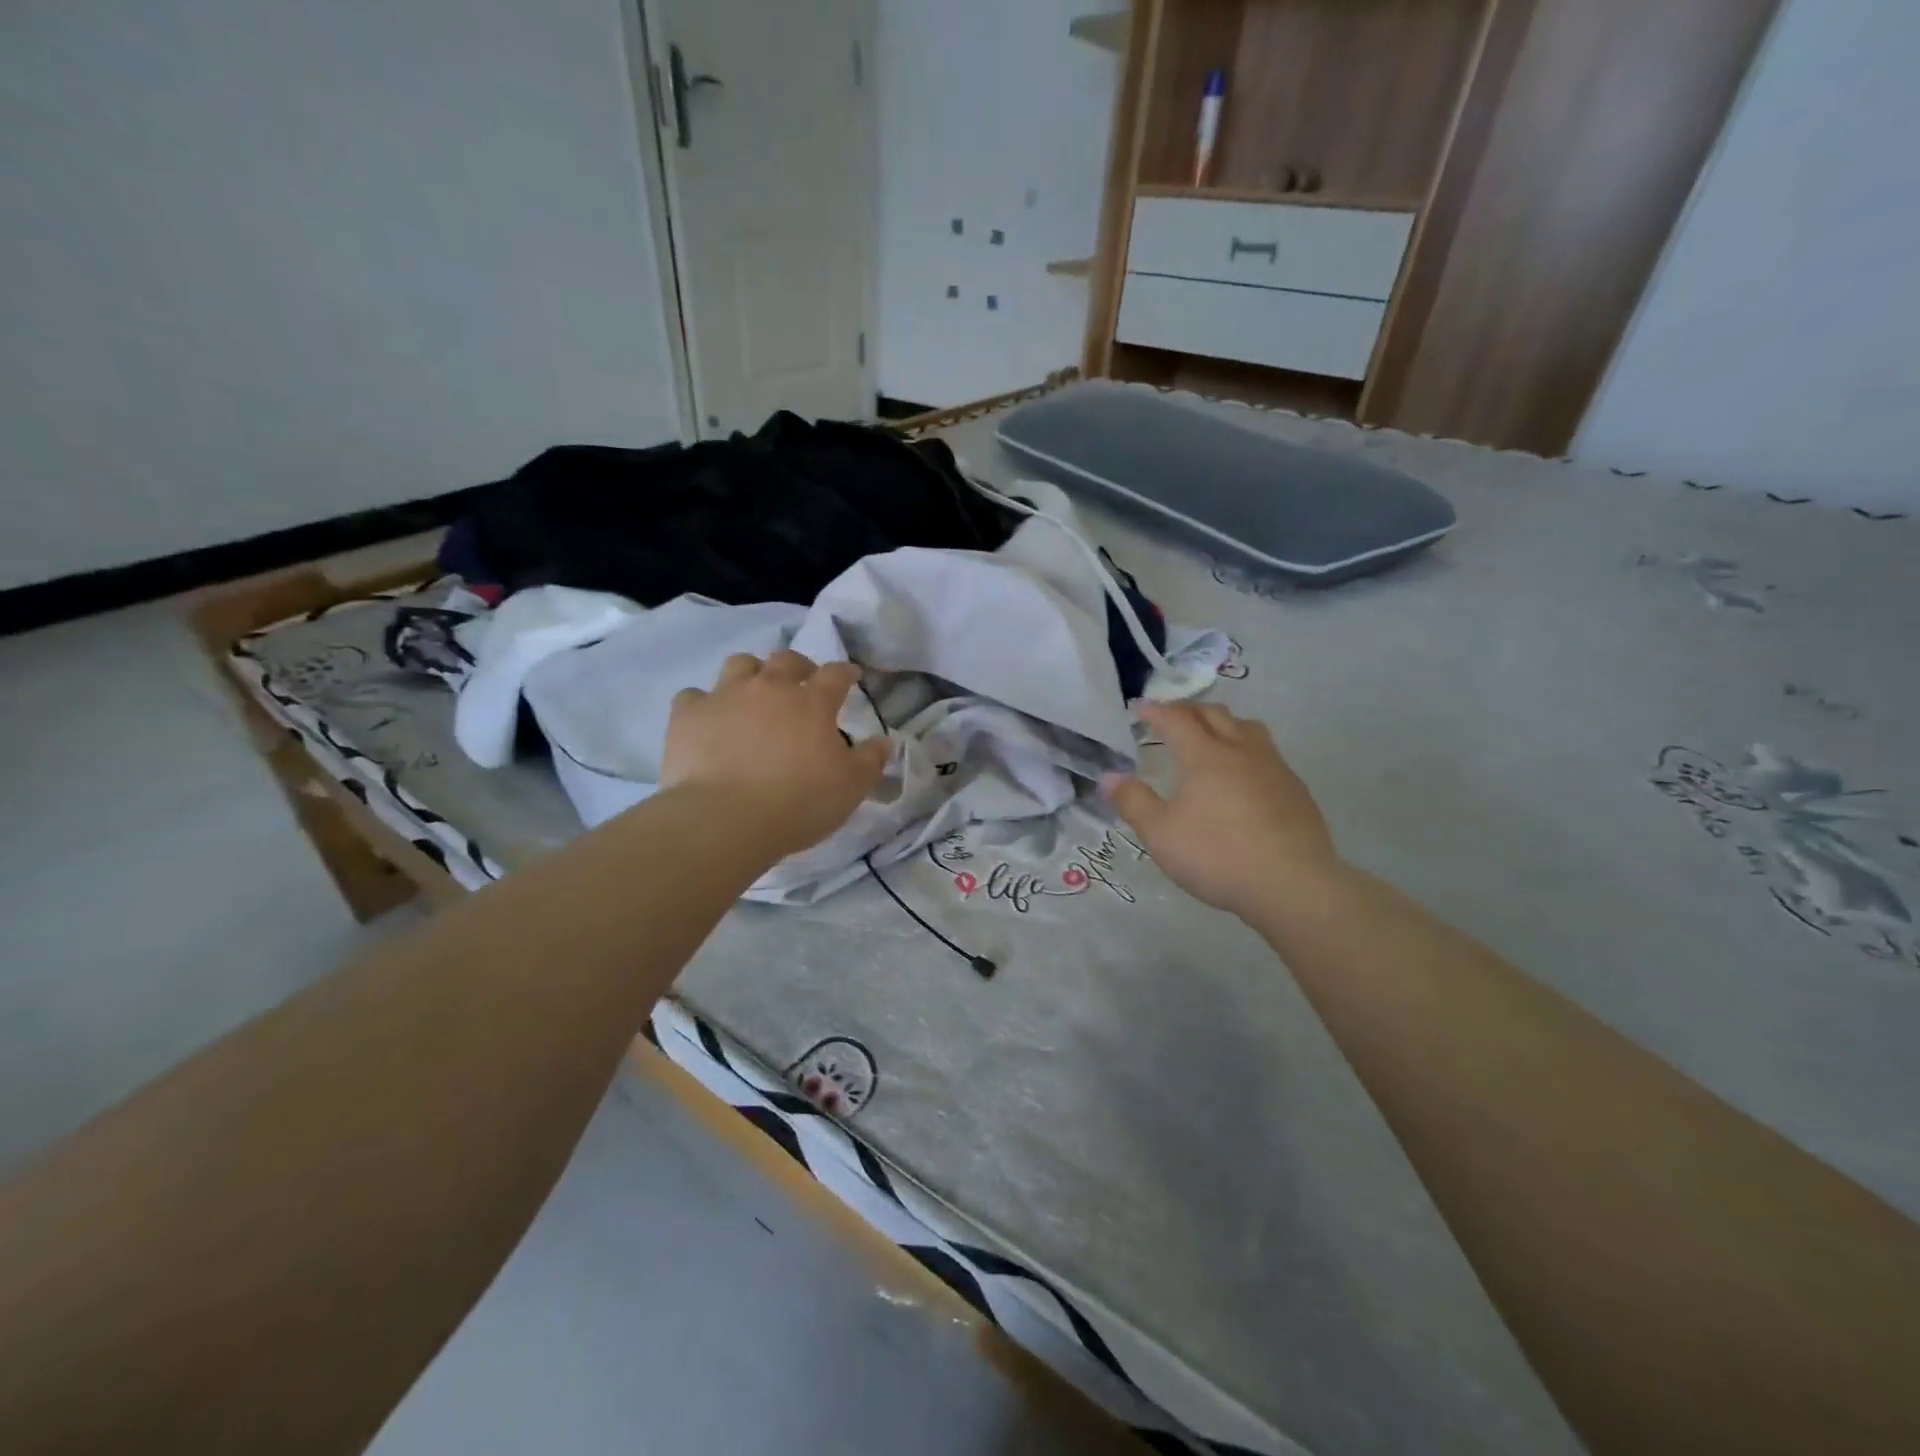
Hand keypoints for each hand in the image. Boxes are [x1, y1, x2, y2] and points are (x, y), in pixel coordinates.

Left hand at [662, 650, 889, 858]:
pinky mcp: (688, 715)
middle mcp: (769, 687)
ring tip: (754, 692)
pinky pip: (694, 696)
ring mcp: (725, 696)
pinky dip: (704, 704)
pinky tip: (709, 719)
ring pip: (739, 664)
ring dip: (751, 673)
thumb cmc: (799, 802)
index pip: (835, 674)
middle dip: (799, 666)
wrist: (725, 819)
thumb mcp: (851, 787)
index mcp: (812, 702)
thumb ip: (871, 760)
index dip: (845, 672)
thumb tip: (885, 741)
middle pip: (786, 660)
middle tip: (802, 681)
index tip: (850, 676)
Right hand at [1104, 701, 1338, 918]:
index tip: (1139, 709)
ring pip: (1248, 728)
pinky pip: (1269, 755)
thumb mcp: (1160, 834)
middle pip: (1215, 714)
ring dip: (1224, 724)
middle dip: (1189, 711)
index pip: (1176, 719)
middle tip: (1171, 719)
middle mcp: (1241, 751)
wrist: (1292, 885)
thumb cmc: (1217, 855)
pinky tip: (1245, 778)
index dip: (1155, 711)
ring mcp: (1274, 768)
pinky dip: (1248, 751)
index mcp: (1205, 756)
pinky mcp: (1296, 790)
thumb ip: (1133, 802)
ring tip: (1212, 738)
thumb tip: (1110, 777)